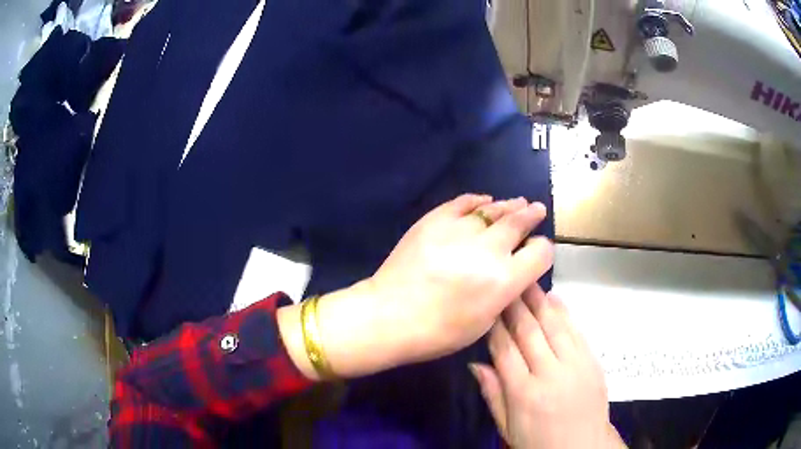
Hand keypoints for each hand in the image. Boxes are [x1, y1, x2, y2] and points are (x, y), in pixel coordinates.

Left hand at [280, 194, 553, 378]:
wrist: (388, 316)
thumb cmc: (438, 332)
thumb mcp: (484, 321)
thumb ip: (505, 291)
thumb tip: (513, 268)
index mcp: (503, 281)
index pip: (540, 253)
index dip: (543, 250)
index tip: (538, 249)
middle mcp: (487, 251)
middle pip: (519, 223)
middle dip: (531, 215)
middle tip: (537, 210)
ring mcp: (459, 231)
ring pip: (493, 210)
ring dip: (509, 206)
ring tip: (518, 203)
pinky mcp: (434, 220)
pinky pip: (462, 203)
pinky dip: (477, 201)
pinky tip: (485, 201)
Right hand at [471, 288, 624, 448]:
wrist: (582, 448)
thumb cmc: (538, 443)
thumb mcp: (507, 427)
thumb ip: (492, 395)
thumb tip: (474, 364)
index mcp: (523, 393)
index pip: (505, 350)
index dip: (495, 324)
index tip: (487, 304)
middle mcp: (550, 374)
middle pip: (529, 332)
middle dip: (515, 304)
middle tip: (505, 279)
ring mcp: (575, 366)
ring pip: (554, 326)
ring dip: (539, 301)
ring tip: (527, 281)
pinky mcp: (593, 362)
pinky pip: (577, 332)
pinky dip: (565, 313)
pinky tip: (554, 299)